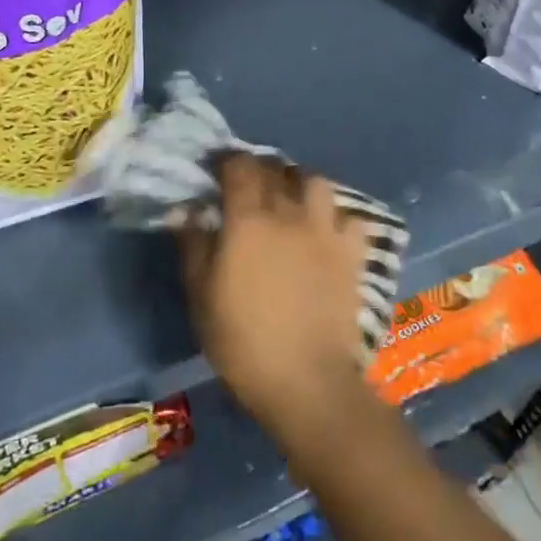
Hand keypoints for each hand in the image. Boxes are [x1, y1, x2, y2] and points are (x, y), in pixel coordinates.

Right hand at [178, 154, 369, 444]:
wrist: (306, 379)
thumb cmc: (242, 341)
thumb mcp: (201, 295)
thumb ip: (194, 245)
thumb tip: (187, 209)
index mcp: (249, 219)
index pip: (240, 166)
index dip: (227, 161)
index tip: (217, 171)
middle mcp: (290, 212)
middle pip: (276, 169)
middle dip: (259, 170)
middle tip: (248, 188)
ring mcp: (326, 229)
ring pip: (316, 182)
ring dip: (300, 183)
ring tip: (291, 201)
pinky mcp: (353, 252)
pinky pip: (348, 216)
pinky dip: (335, 217)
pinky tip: (326, 232)